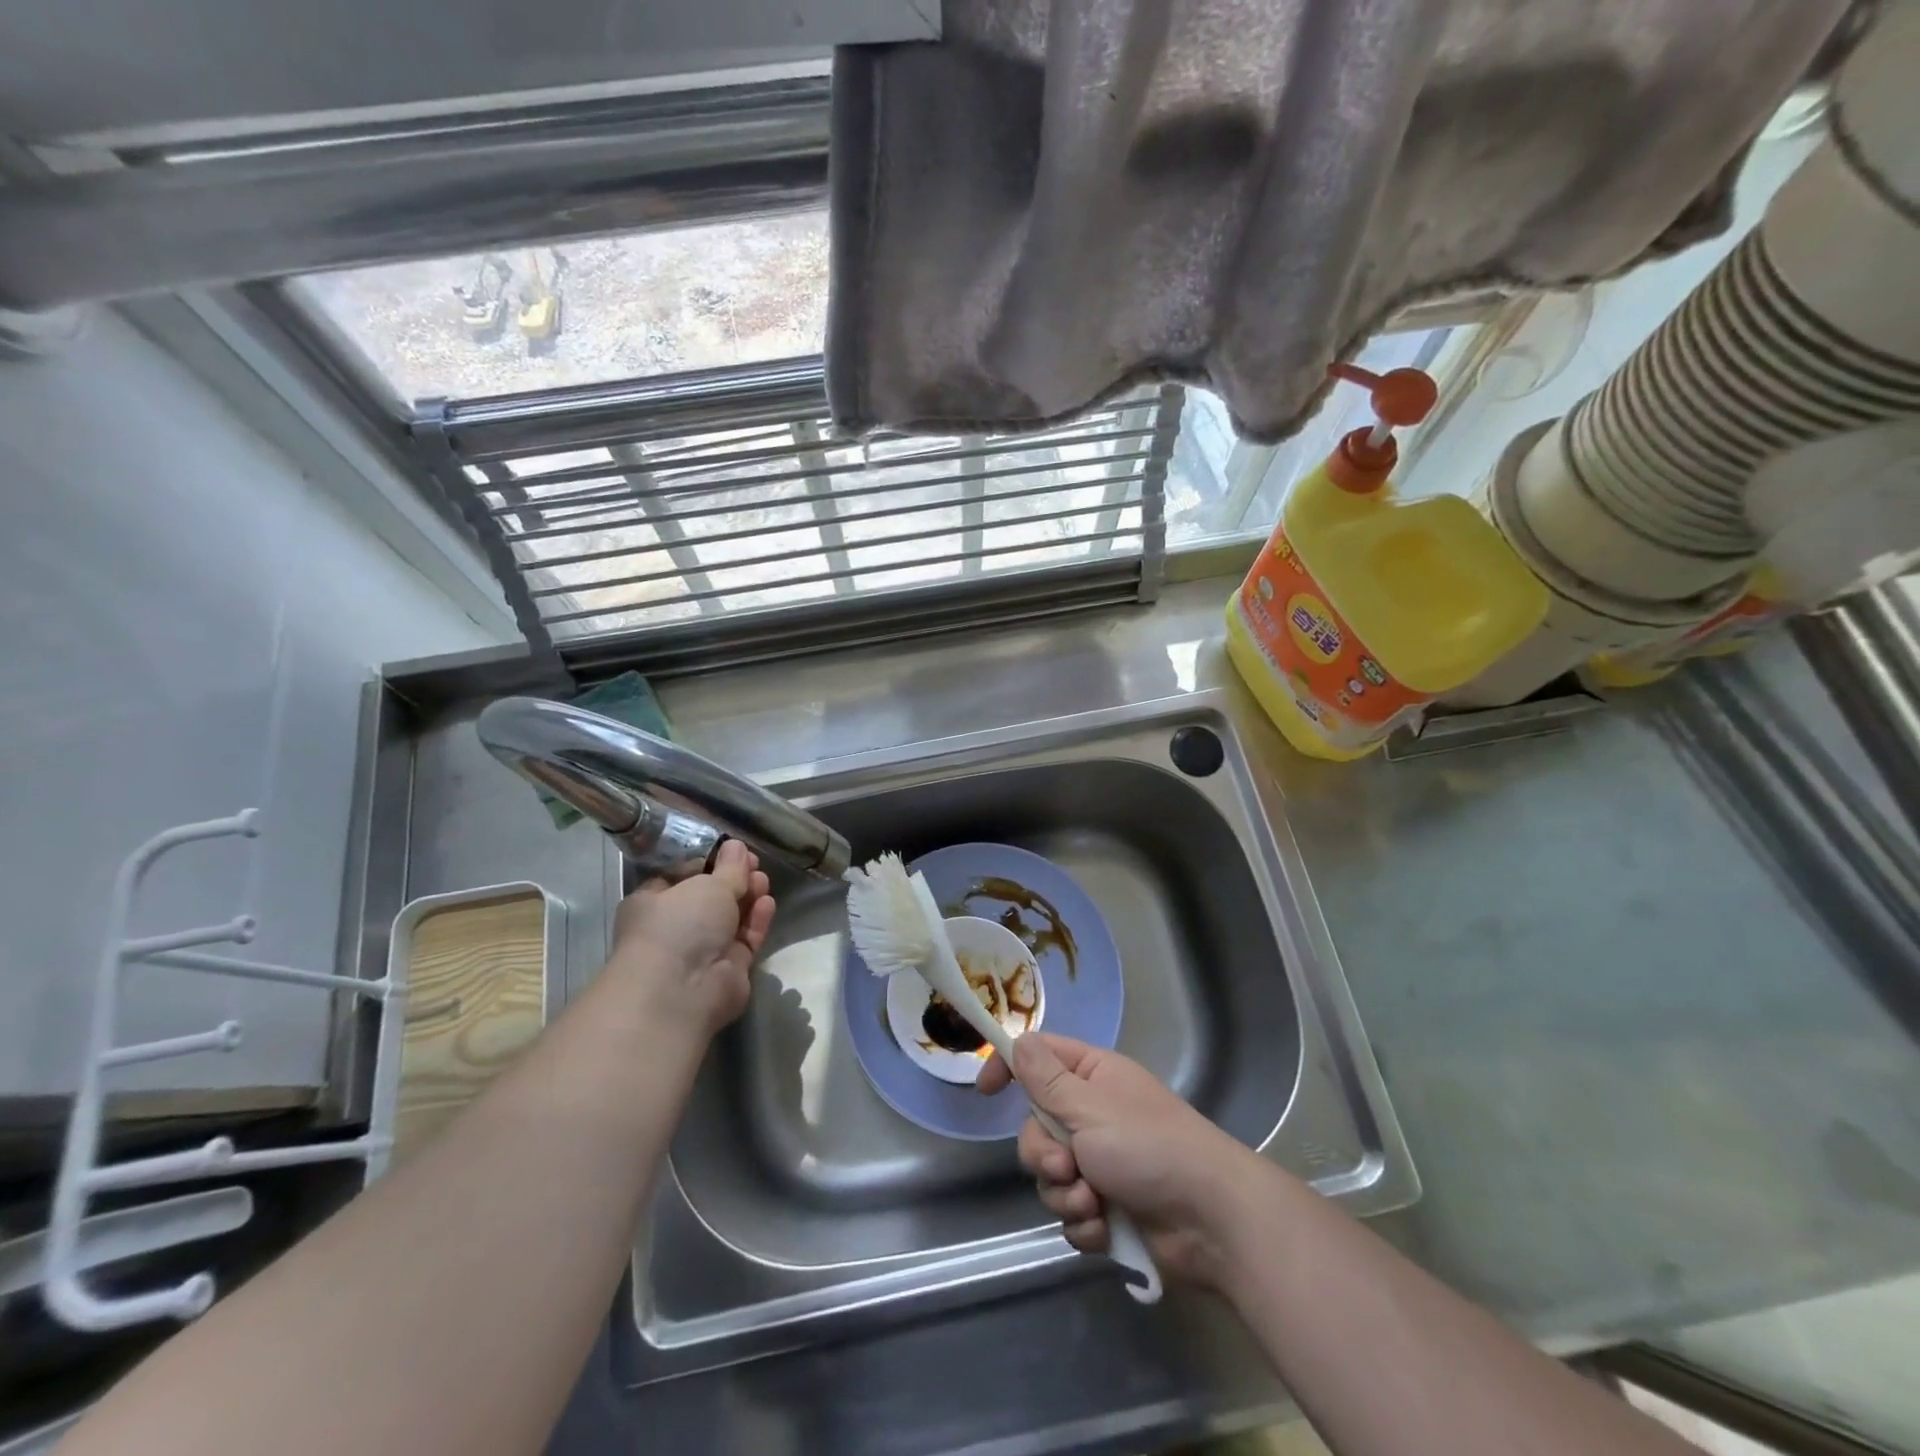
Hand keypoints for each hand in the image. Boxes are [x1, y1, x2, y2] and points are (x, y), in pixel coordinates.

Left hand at [609, 840, 774, 1034]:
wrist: (682, 990)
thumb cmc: (680, 924)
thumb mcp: (707, 884)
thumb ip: (729, 867)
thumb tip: (737, 846)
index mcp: (654, 902)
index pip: (683, 876)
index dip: (711, 862)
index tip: (734, 851)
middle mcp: (676, 927)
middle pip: (711, 898)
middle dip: (735, 880)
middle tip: (755, 865)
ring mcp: (702, 950)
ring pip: (731, 918)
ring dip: (748, 898)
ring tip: (763, 881)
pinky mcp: (728, 969)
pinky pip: (746, 939)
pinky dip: (756, 921)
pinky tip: (767, 904)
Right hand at [978, 1034, 1267, 1288]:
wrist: (1211, 1220)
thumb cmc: (1149, 1147)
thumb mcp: (1090, 1108)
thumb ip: (1046, 1080)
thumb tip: (1018, 1039)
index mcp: (1092, 1077)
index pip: (1038, 1058)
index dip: (1009, 1068)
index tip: (986, 1091)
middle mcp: (1093, 1115)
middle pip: (1036, 1127)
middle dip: (1043, 1154)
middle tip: (1066, 1167)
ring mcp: (1101, 1163)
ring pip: (1050, 1175)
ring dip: (1065, 1193)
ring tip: (1094, 1203)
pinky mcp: (1108, 1207)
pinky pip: (1070, 1212)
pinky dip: (1084, 1223)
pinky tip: (1105, 1228)